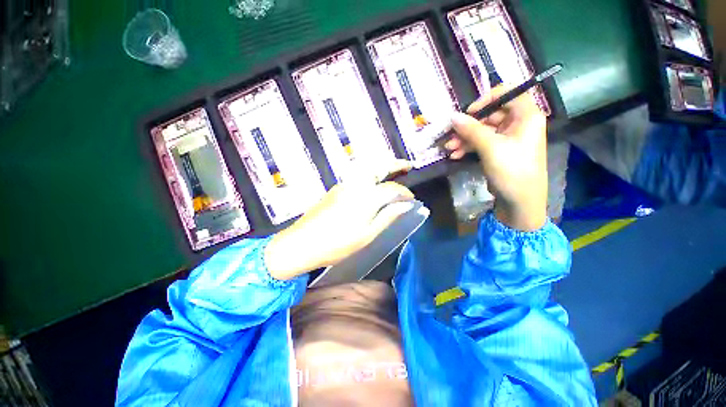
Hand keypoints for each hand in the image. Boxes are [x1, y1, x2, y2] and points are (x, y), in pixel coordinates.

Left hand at [265, 160, 415, 279]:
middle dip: (394, 164)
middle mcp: (356, 185)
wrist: (302, 243)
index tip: (412, 199)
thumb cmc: (338, 243)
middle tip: (408, 165)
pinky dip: (370, 173)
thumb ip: (388, 216)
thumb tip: (405, 205)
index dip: (404, 192)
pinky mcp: (336, 189)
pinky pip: (358, 175)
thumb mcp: (368, 234)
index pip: (391, 189)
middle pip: (378, 168)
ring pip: (367, 168)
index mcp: (366, 197)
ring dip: (382, 166)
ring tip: (393, 170)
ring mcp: (344, 184)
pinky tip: (374, 182)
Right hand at [446, 86, 547, 230]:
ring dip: (464, 138)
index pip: (507, 93)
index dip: (486, 99)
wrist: (519, 201)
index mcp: (526, 115)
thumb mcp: (491, 147)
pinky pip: (481, 143)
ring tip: (449, 149)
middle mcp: (518, 123)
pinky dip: (468, 147)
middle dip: (468, 126)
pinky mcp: (498, 151)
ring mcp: (507, 138)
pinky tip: (455, 155)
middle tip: (450, 135)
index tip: (467, 112)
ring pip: (482, 130)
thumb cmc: (512, 170)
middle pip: (490, 114)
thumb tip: (452, 116)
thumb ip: (471, 129)